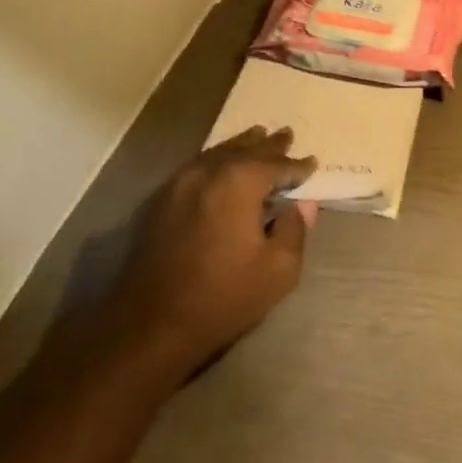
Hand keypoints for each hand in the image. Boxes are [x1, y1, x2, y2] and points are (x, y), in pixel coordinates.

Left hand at [111, 126, 319, 372]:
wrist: (149, 327)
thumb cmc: (222, 297)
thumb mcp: (278, 270)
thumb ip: (295, 229)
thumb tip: (302, 205)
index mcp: (240, 182)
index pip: (277, 165)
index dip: (297, 166)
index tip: (312, 164)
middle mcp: (209, 172)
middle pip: (246, 150)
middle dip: (269, 146)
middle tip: (286, 135)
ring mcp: (179, 184)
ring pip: (218, 153)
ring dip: (241, 146)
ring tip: (257, 137)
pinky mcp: (160, 202)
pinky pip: (197, 167)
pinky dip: (216, 160)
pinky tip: (221, 165)